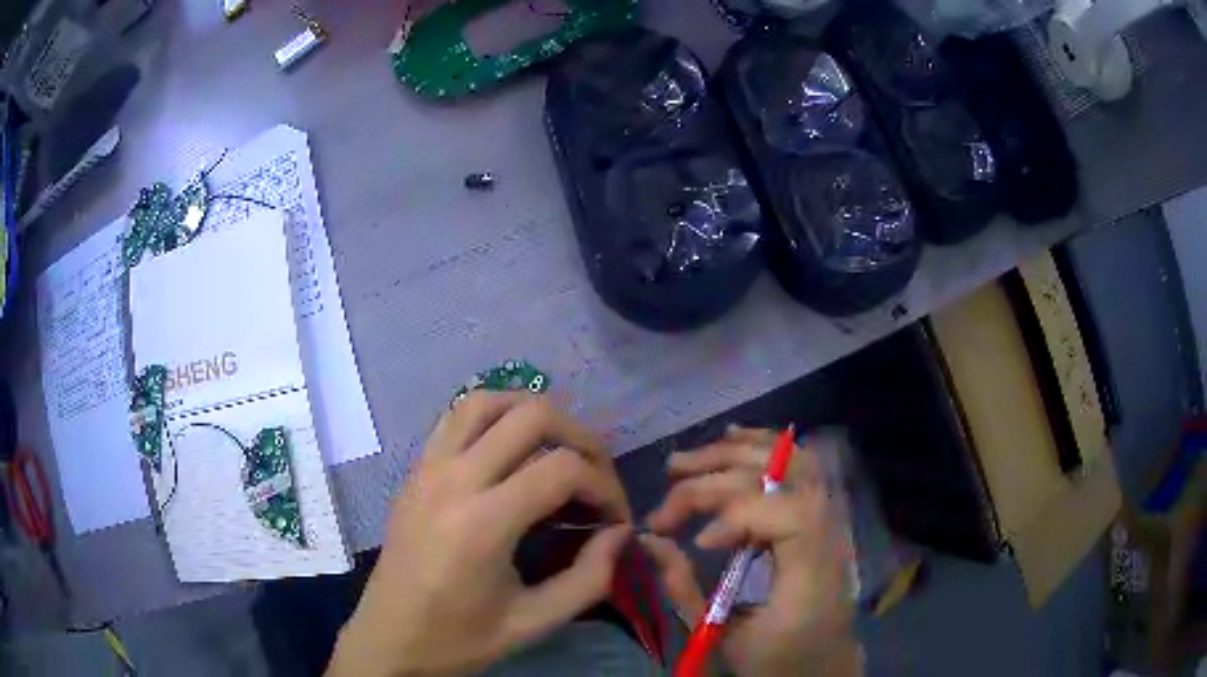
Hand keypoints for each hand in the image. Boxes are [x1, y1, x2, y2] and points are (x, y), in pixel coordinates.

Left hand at [327, 392, 632, 676]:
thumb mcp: (534, 622)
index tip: (616, 518)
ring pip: (488, 399)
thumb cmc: (459, 638)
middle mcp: (453, 479)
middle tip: (597, 477)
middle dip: (582, 438)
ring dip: (534, 411)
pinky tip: (510, 445)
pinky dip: (493, 414)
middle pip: (532, 416)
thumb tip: (621, 533)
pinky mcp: (415, 469)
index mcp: (482, 524)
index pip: (562, 468)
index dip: (605, 485)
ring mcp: (428, 467)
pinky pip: (456, 416)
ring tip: (559, 447)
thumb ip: (589, 578)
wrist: (389, 638)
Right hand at [643, 427, 860, 676]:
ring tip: (687, 459)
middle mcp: (831, 537)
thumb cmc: (776, 659)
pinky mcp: (821, 517)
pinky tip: (731, 439)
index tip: (699, 542)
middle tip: (670, 482)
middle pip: (784, 478)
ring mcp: (832, 521)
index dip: (740, 515)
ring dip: (737, 452)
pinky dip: (762, 449)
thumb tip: (649, 539)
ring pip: (794, 461)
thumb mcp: (723, 636)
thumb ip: (684, 588)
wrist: (822, 663)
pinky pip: (799, 467)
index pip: (791, 515)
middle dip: (720, 475)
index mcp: (812, 576)